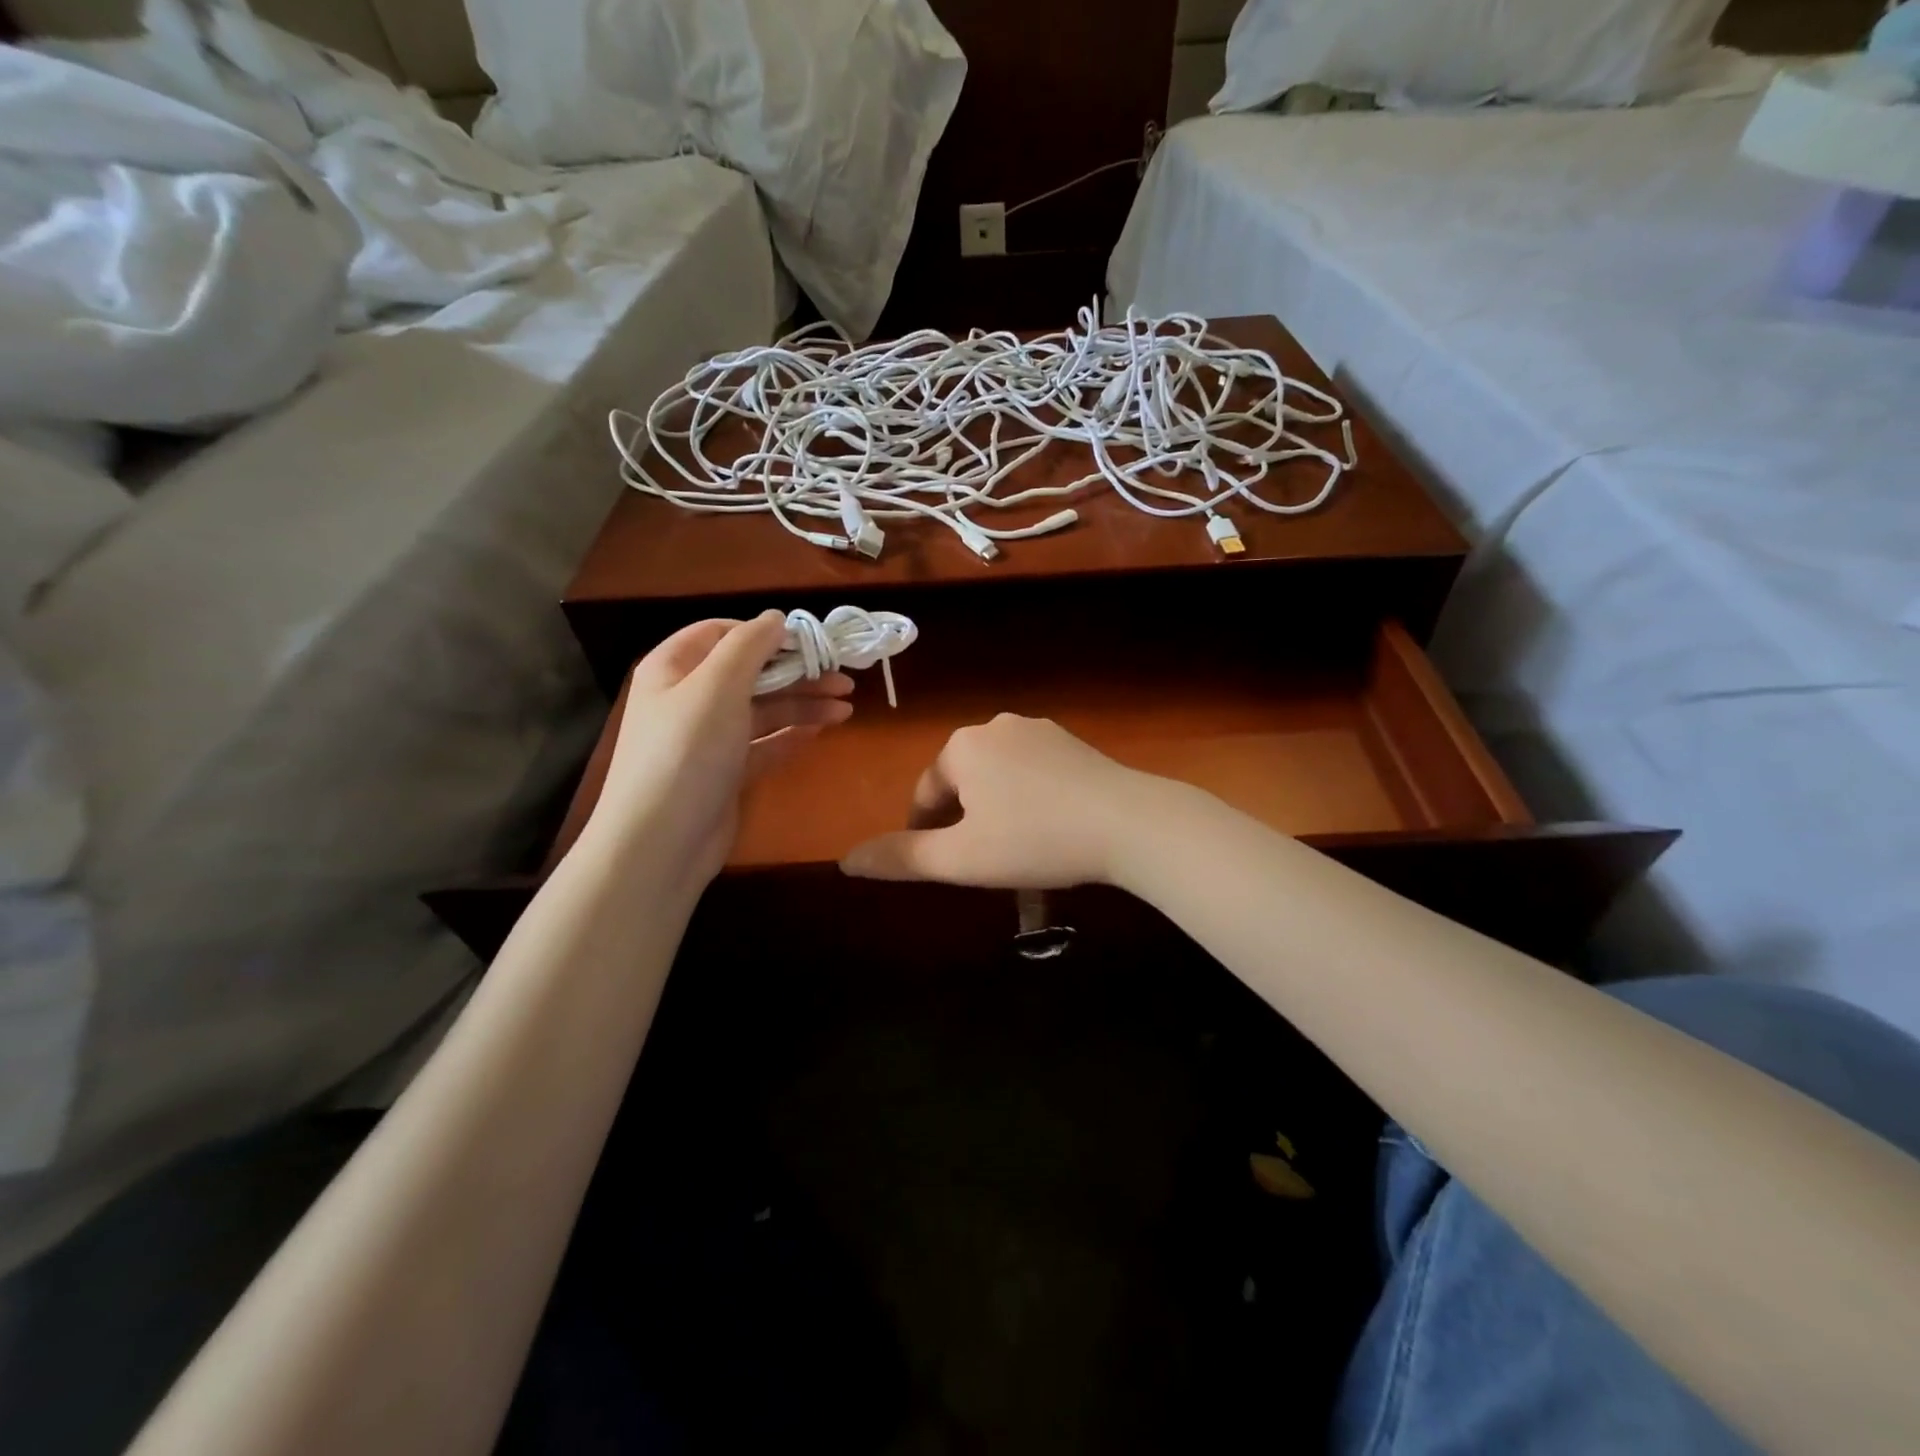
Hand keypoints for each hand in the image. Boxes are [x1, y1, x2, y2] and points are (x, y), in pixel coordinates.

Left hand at [583, 612, 852, 886]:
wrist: (660, 844)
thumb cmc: (686, 753)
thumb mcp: (717, 687)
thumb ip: (749, 645)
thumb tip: (776, 617)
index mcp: (674, 668)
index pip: (722, 633)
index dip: (766, 633)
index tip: (811, 642)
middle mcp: (689, 698)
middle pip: (750, 673)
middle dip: (797, 672)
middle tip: (845, 677)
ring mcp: (707, 739)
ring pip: (762, 709)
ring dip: (803, 704)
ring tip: (847, 707)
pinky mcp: (725, 773)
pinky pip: (764, 744)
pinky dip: (791, 735)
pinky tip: (823, 731)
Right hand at [840, 714, 1157, 888]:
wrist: (1130, 824)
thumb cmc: (1034, 841)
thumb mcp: (960, 858)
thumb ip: (901, 858)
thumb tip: (846, 860)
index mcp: (962, 747)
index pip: (926, 792)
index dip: (924, 832)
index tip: (936, 865)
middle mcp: (996, 726)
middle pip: (962, 781)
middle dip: (962, 820)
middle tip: (978, 862)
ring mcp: (1040, 730)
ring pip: (999, 776)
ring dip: (995, 809)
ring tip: (1013, 849)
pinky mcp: (1074, 742)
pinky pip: (1034, 772)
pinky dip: (1029, 798)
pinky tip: (1047, 827)